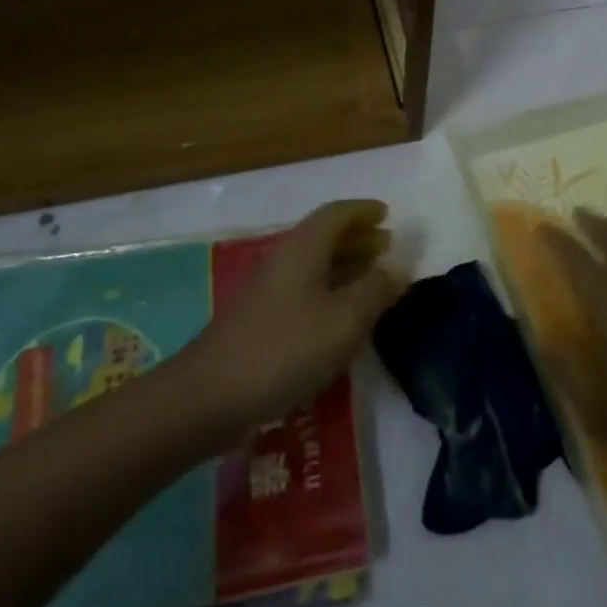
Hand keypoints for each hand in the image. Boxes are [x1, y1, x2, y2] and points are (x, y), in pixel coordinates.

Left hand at [182, 200, 408, 436]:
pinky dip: (330, 290)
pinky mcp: (261, 320)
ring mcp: (269, 291)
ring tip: (373, 278)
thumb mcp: (345, 320)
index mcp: (304, 248)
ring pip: (314, 264)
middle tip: (386, 245)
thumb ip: (376, 290)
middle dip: (357, 237)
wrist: (209, 396)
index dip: (363, 210)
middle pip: (324, 236)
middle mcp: (285, 260)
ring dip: (345, 264)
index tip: (386, 214)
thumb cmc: (285, 349)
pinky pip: (305, 290)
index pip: (336, 214)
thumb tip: (396, 268)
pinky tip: (341, 316)